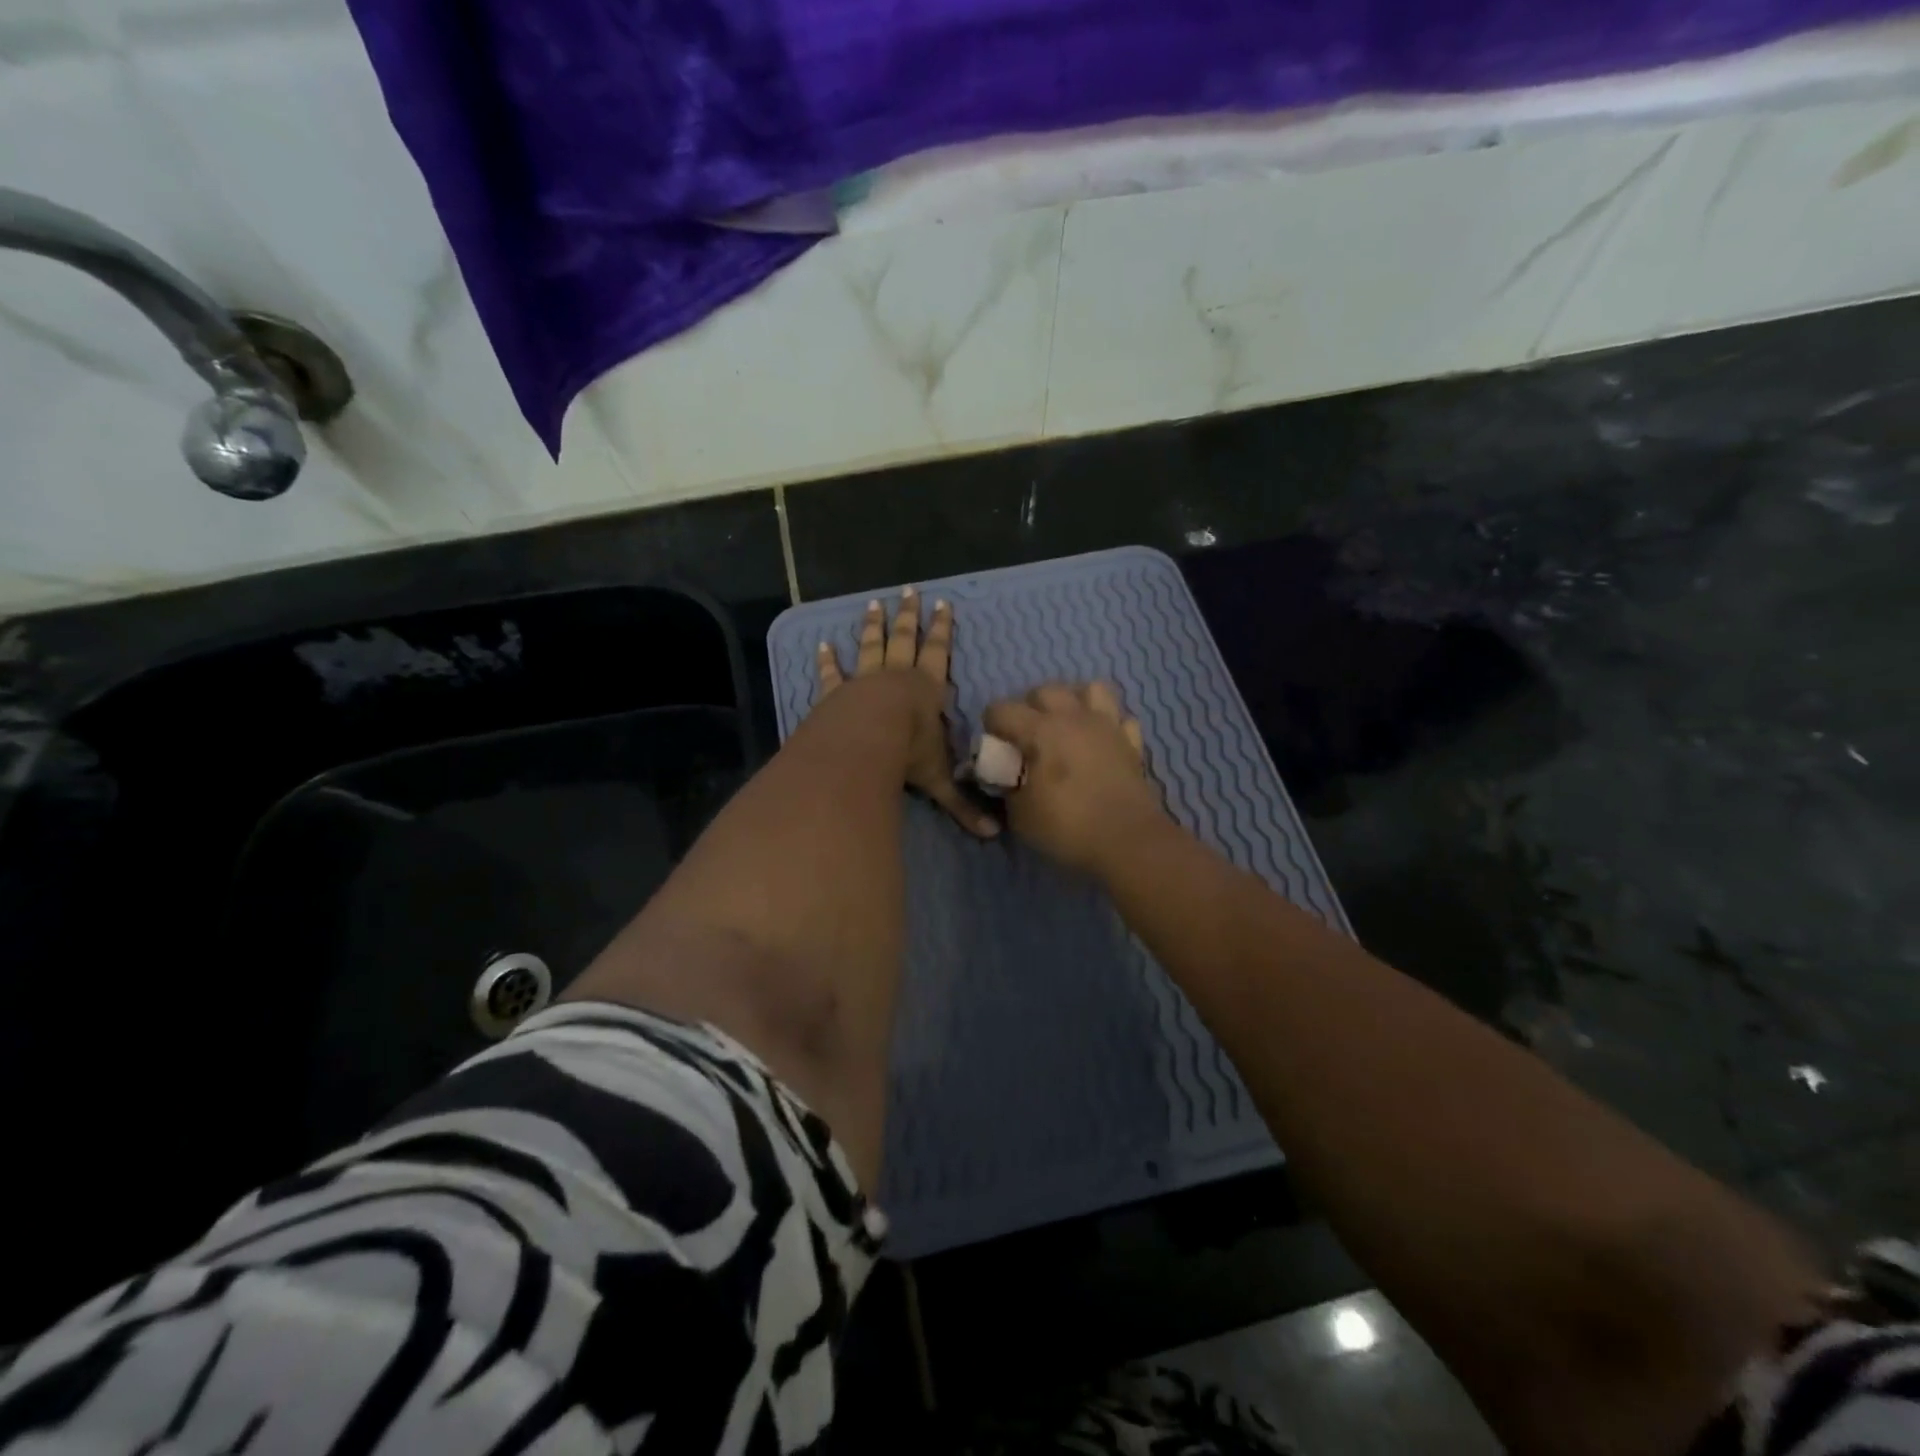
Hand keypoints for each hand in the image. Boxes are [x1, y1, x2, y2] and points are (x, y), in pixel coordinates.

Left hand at [816, 588, 998, 837]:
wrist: (864, 744)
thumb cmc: (907, 753)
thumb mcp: (939, 778)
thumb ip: (962, 804)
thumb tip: (993, 836)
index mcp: (926, 689)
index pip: (939, 654)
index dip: (942, 630)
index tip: (943, 604)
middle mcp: (896, 678)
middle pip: (904, 640)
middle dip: (909, 617)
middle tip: (909, 592)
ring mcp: (863, 682)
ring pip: (870, 647)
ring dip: (873, 627)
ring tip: (873, 604)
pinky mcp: (835, 694)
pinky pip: (832, 674)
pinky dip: (828, 661)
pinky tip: (823, 645)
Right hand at [983, 683, 1163, 874]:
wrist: (1128, 842)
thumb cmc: (1067, 827)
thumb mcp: (1020, 815)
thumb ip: (1007, 788)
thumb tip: (1007, 777)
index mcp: (1041, 731)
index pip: (1002, 710)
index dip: (992, 725)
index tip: (994, 747)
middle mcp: (1074, 718)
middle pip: (1045, 691)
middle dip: (1029, 708)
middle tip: (1027, 737)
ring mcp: (1107, 727)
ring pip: (1090, 690)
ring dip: (1074, 702)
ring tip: (1067, 726)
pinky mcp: (1132, 743)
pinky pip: (1120, 719)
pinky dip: (1108, 725)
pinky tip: (1101, 742)